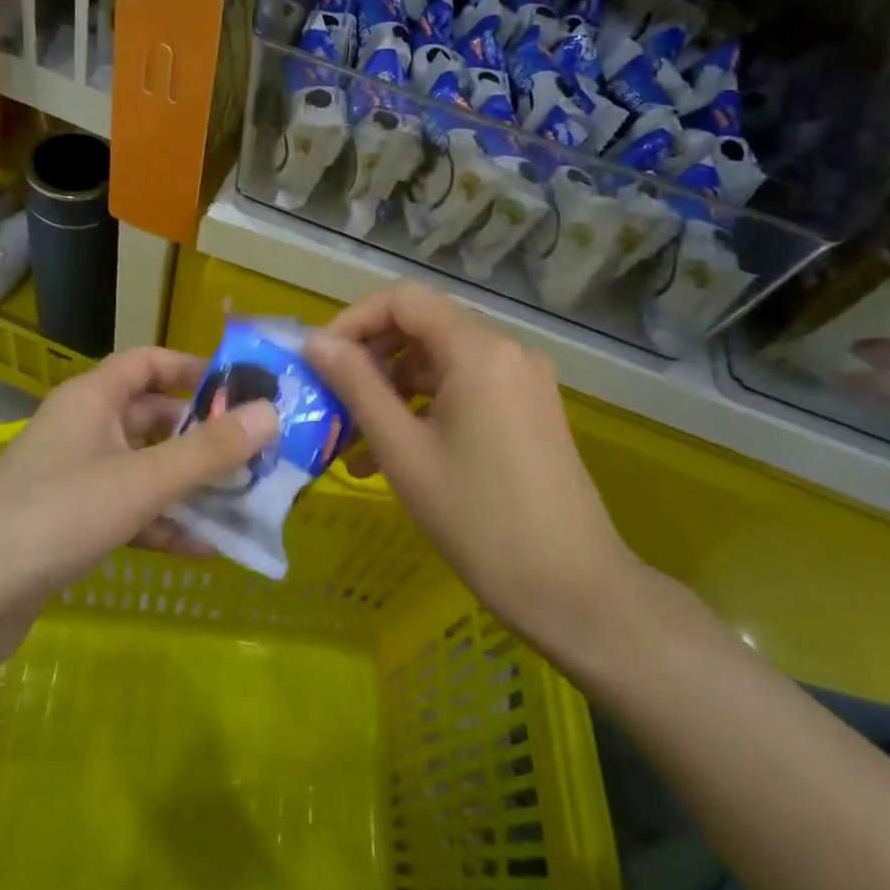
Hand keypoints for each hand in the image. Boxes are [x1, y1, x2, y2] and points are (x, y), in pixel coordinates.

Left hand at [0, 348, 276, 683]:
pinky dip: (161, 525)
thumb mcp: (142, 480)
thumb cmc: (55, 516)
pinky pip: (127, 513)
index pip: (147, 363)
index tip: (241, 388)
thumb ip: (207, 451)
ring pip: (144, 470)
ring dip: (188, 486)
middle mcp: (82, 429)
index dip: (192, 369)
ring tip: (242, 503)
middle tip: (255, 454)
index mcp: (91, 399)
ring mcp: (73, 479)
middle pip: (152, 419)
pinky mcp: (68, 525)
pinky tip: (202, 550)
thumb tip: (271, 413)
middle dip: (201, 436)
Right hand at [305, 282, 638, 651]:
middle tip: (332, 400)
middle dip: (371, 359)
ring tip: (355, 441)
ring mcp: (524, 380)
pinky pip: (466, 389)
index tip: (321, 360)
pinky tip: (397, 453)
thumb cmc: (478, 519)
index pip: (403, 300)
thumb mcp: (403, 451)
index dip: (353, 320)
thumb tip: (316, 342)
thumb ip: (357, 386)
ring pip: (441, 362)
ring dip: (394, 390)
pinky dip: (426, 408)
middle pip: (423, 327)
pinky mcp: (530, 409)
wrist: (573, 590)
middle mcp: (507, 351)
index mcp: (479, 350)